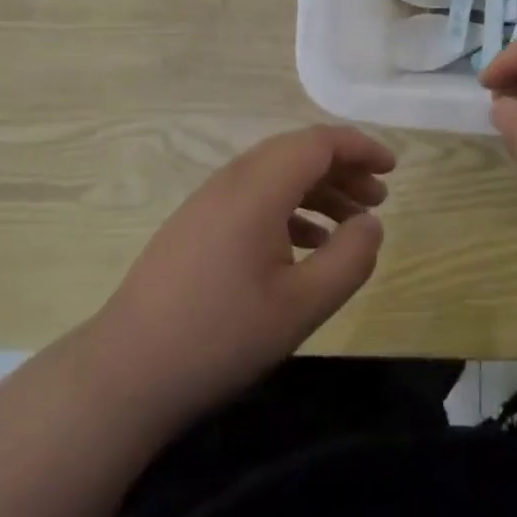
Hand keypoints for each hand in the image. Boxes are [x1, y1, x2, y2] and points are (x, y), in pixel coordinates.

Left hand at [90, 126, 392, 432]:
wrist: (123, 374)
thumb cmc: (220, 337)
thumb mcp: (301, 306)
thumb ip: (348, 259)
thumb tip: (371, 224)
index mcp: (258, 188)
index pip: (318, 143)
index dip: (360, 148)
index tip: (393, 168)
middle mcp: (232, 180)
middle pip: (298, 152)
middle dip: (343, 169)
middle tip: (378, 199)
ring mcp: (208, 201)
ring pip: (275, 175)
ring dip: (317, 190)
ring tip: (349, 223)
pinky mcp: (195, 225)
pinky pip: (254, 197)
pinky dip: (289, 208)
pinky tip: (305, 245)